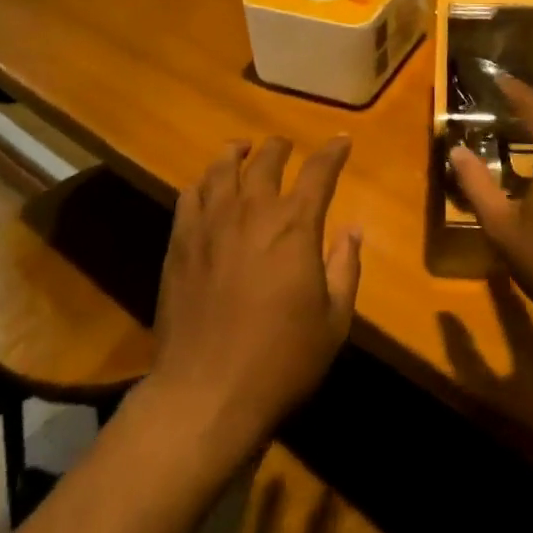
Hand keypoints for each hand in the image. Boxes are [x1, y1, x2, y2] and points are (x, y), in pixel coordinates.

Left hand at [150, 137, 362, 454]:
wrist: (206, 391)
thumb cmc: (281, 359)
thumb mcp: (334, 321)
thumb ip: (345, 268)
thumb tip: (353, 230)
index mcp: (295, 225)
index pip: (319, 171)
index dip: (333, 152)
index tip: (342, 141)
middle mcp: (252, 211)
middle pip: (267, 159)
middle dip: (281, 146)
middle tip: (286, 145)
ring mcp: (210, 223)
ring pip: (222, 168)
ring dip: (237, 152)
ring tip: (243, 149)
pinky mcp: (180, 242)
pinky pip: (190, 195)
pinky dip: (204, 182)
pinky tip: (207, 187)